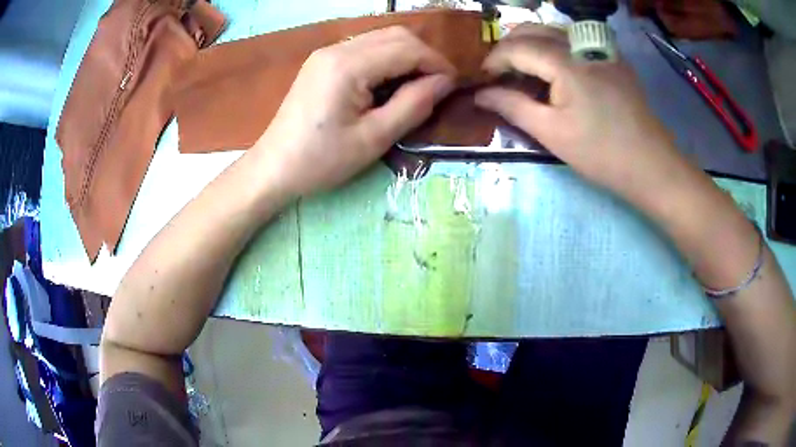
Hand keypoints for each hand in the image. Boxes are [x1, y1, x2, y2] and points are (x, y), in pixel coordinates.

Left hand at [255, 26, 455, 196]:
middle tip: (437, 85)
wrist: (274, 167)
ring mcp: (327, 52)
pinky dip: (387, 59)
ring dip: (406, 55)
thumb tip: (445, 82)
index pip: (407, 48)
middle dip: (424, 55)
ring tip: (417, 85)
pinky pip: (365, 48)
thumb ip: (414, 105)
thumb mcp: (374, 138)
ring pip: (381, 38)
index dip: (437, 63)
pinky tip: (390, 82)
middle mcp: (337, 49)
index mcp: (348, 66)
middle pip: (395, 34)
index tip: (453, 85)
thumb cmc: (322, 160)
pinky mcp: (322, 61)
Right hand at [475, 24, 684, 197]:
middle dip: (509, 48)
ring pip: (553, 31)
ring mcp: (600, 48)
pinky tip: (556, 72)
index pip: (516, 46)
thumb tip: (480, 94)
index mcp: (566, 62)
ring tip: (525, 73)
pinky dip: (555, 49)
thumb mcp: (552, 133)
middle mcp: (581, 44)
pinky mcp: (613, 57)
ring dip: (531, 45)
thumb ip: (512, 107)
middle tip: (501, 76)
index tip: (482, 81)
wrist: (651, 165)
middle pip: (533, 30)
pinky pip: (575, 41)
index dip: (493, 61)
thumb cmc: (601, 153)